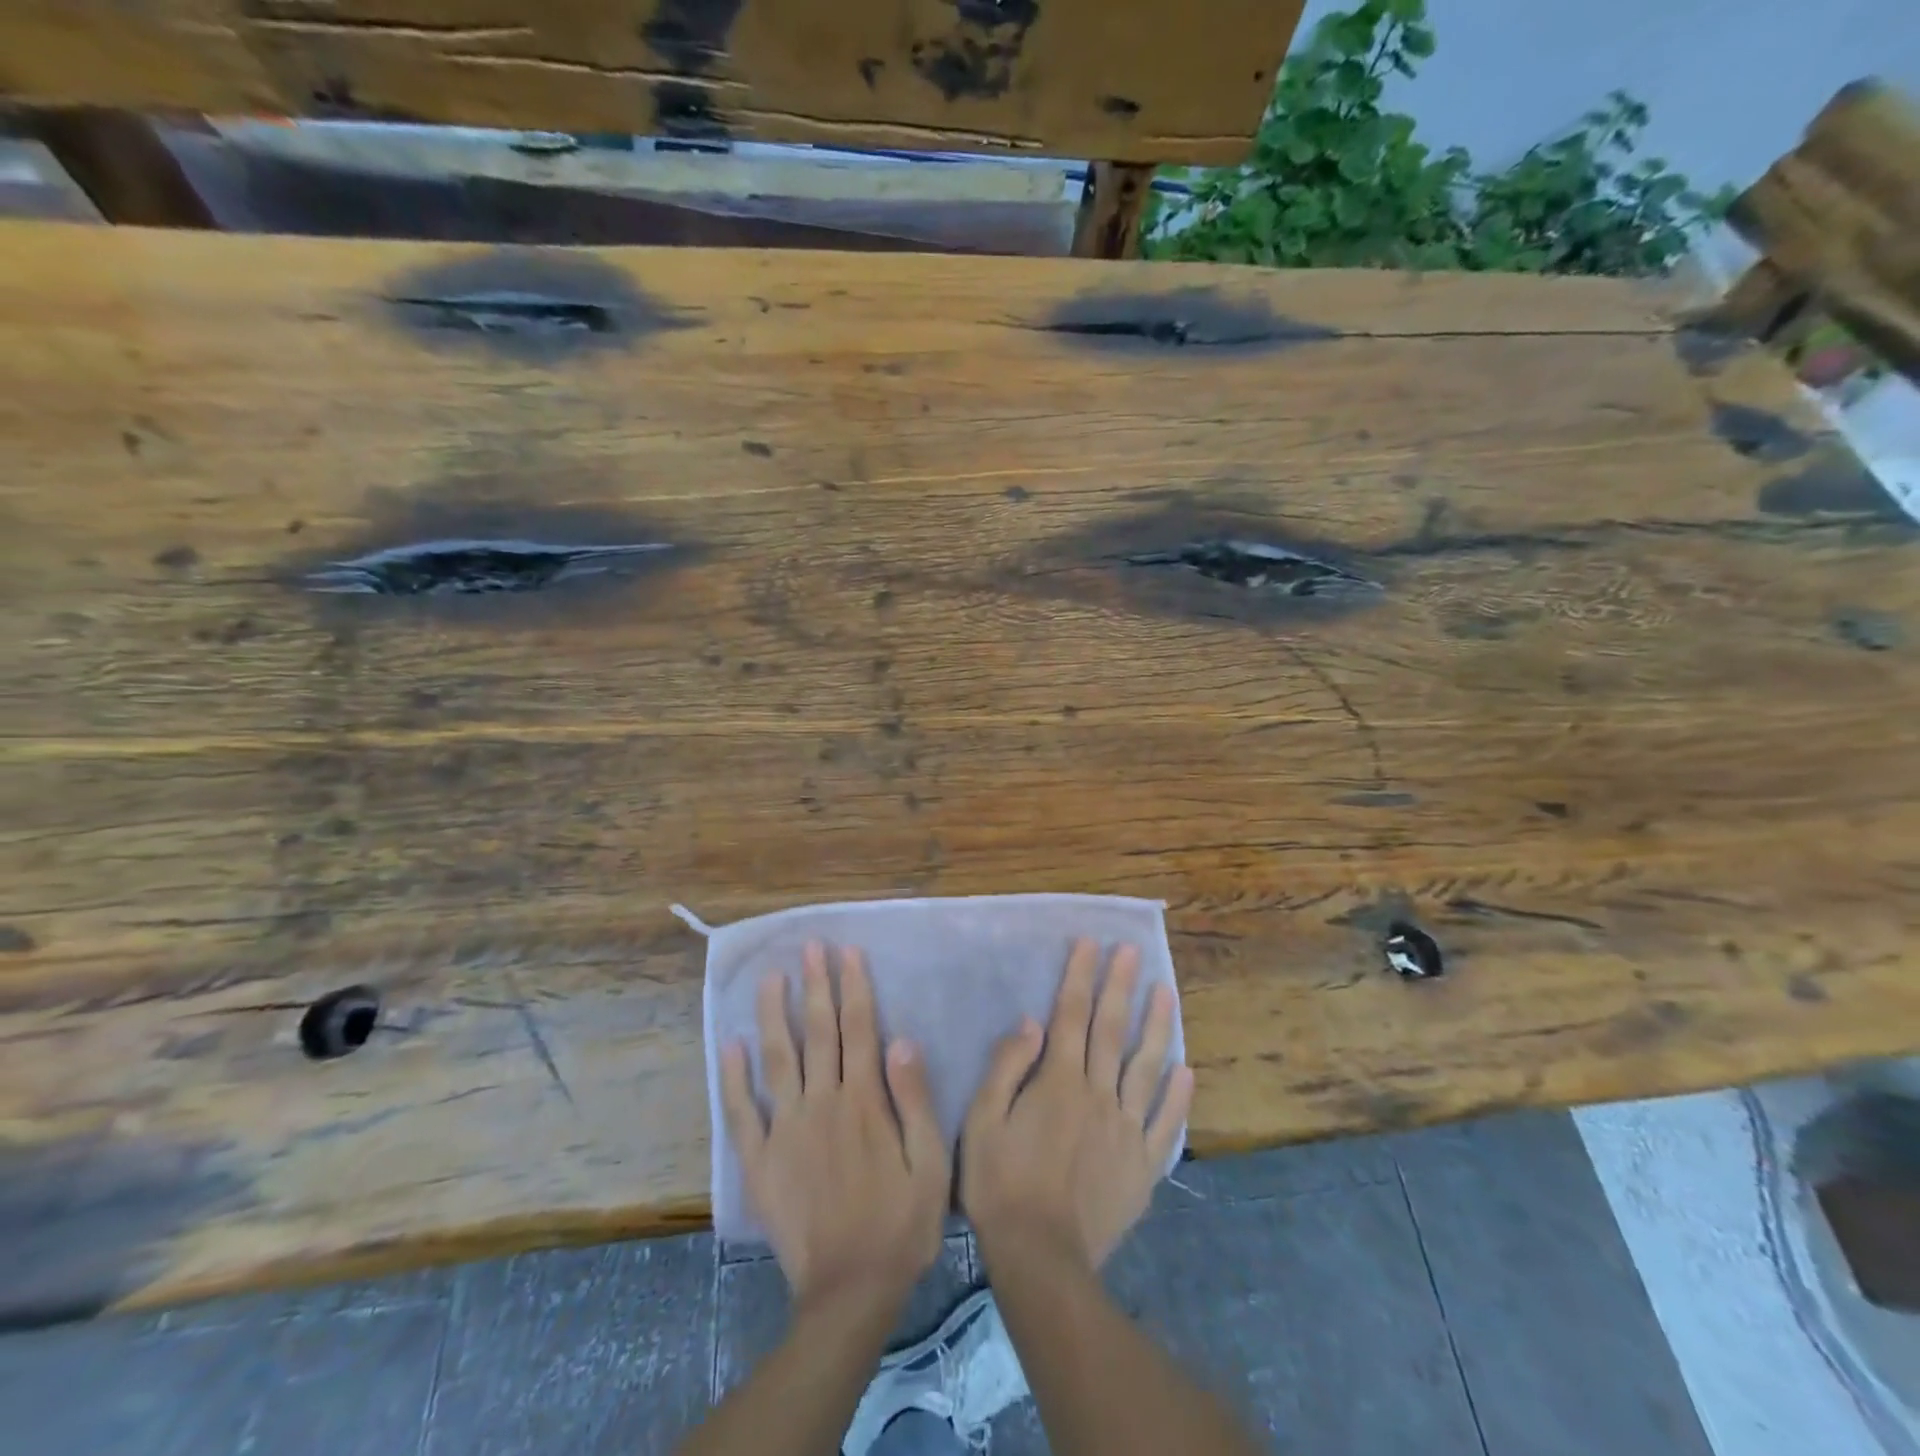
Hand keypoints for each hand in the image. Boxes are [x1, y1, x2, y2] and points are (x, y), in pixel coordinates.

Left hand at [720, 942, 949, 1317]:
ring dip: (773, 1015)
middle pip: (818, 1032)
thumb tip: (902, 1039)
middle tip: (810, 946)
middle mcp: (822, 1102)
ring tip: (770, 977)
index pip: (859, 1028)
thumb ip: (915, 1100)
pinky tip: (730, 1045)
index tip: (847, 951)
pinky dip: (733, 1078)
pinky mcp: (761, 1161)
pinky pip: (742, 1112)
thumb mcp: (930, 1163)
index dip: (853, 986)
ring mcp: (786, 1129)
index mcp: (864, 1101)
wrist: (849, 1293)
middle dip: (815, 985)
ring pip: (778, 1059)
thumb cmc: (900, 1224)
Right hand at [961, 939, 1192, 1274]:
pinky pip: (1165, 1125)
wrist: (1041, 1259)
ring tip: (1166, 992)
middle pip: (1111, 1030)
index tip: (1091, 942)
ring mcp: (1126, 1130)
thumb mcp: (983, 1121)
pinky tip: (1187, 1071)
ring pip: (1147, 1067)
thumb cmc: (1000, 1184)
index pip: (1071, 1015)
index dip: (1080, 976)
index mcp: (1059, 1081)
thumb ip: (1007, 1067)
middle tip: (1132, 951)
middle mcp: (1098, 1094)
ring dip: (1158, 1026)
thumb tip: (1031, 1022)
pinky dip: (1177, 1097)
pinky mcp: (1143, 1166)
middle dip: (1120, 986)